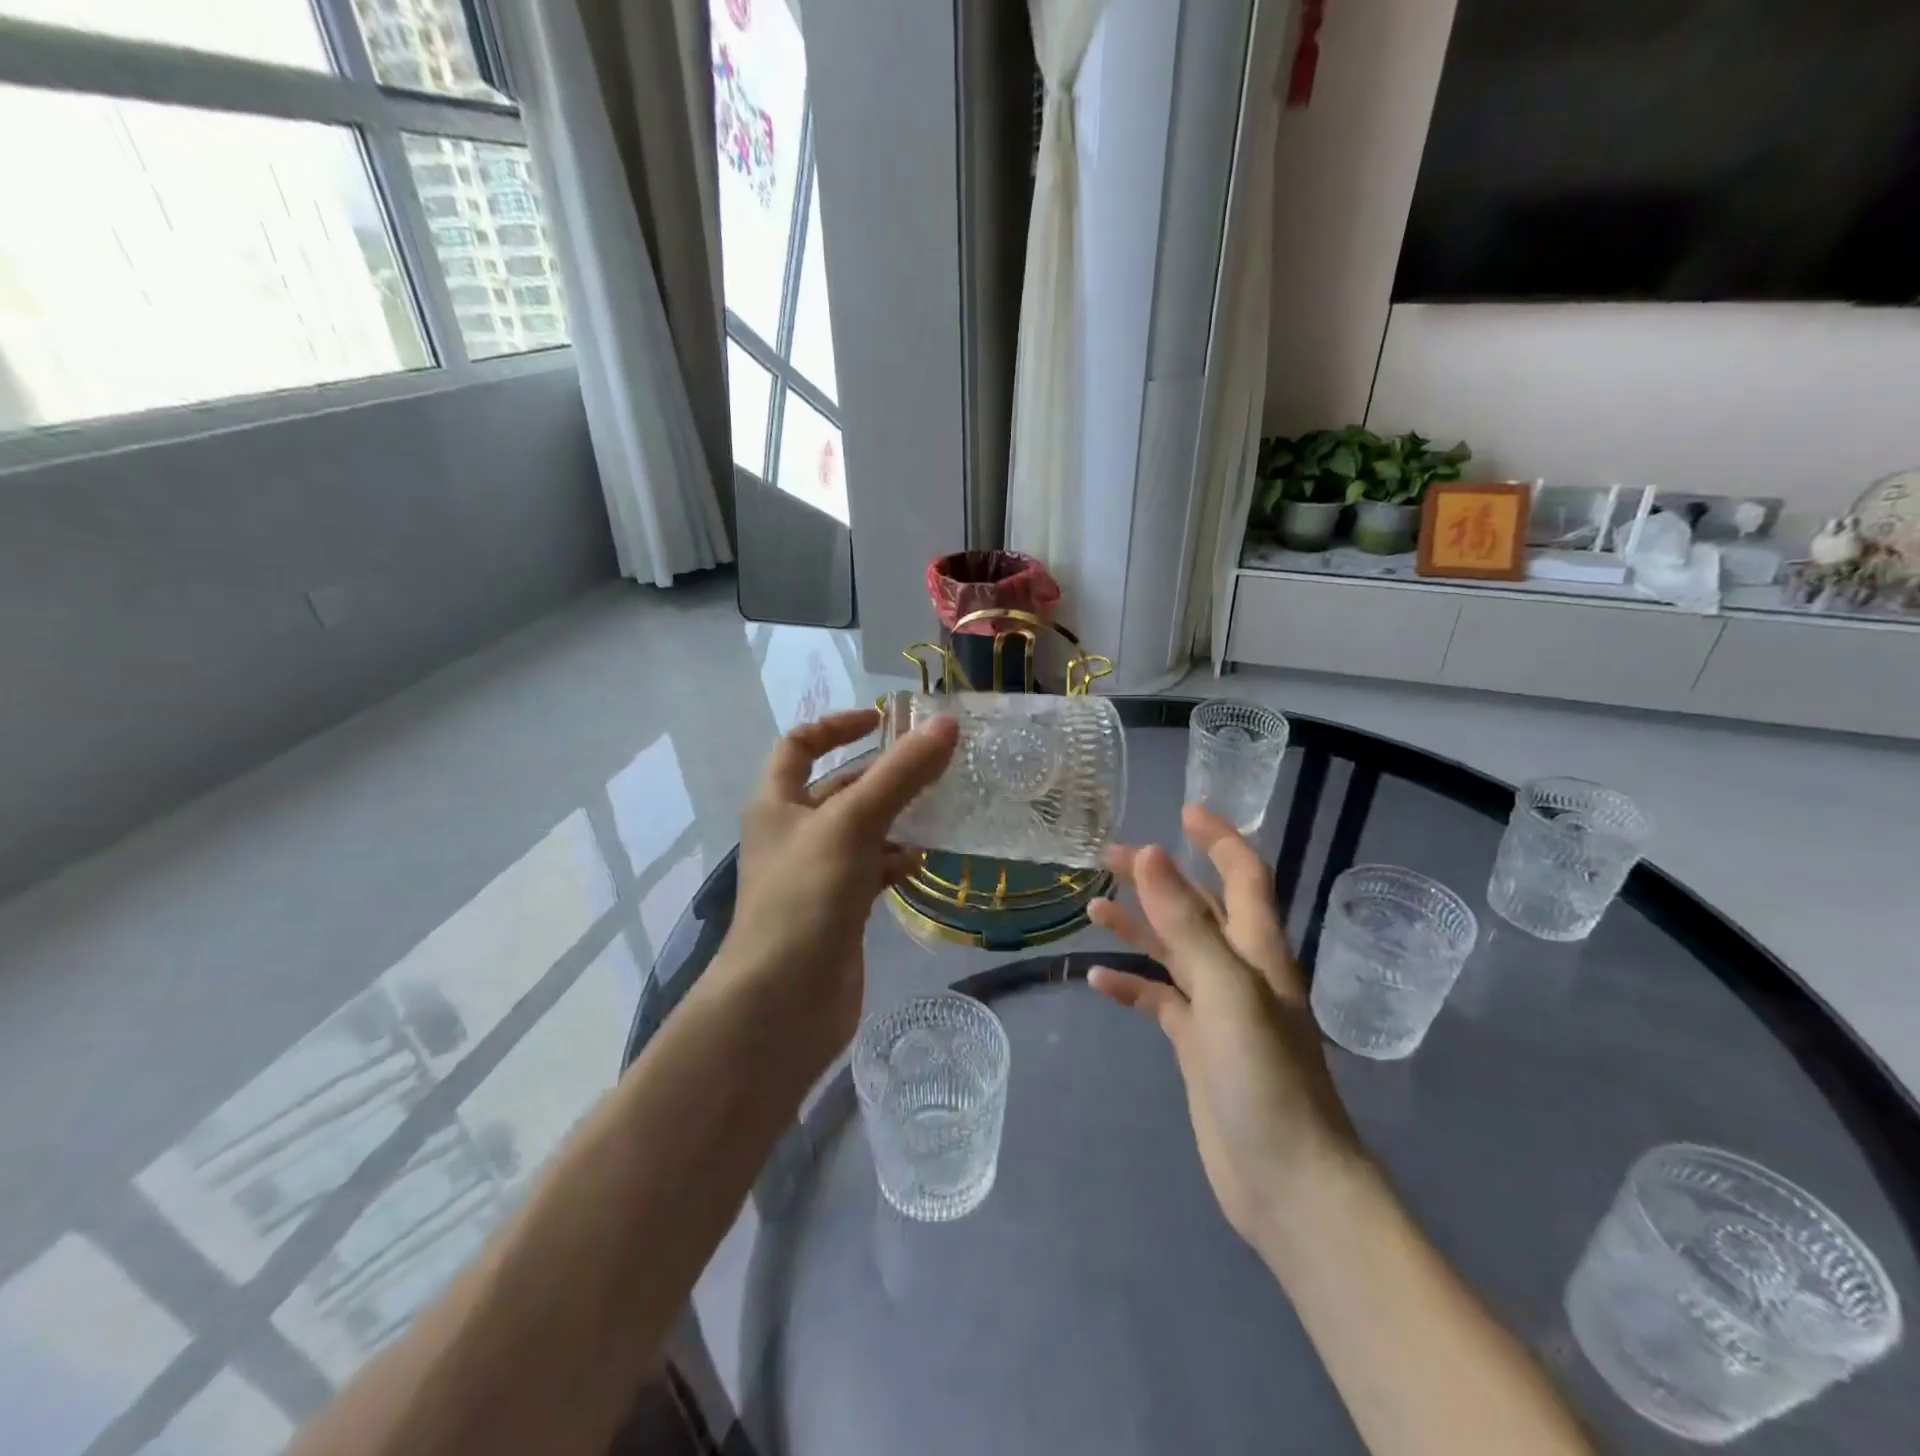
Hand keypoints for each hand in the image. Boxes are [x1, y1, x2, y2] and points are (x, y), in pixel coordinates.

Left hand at [717, 707, 957, 1065]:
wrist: (783, 1002)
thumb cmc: (806, 897)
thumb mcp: (853, 823)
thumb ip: (900, 774)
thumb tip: (946, 724)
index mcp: (777, 803)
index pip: (799, 745)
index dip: (836, 725)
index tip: (882, 720)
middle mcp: (792, 834)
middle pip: (838, 788)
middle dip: (881, 774)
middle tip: (932, 764)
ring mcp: (815, 875)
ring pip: (860, 831)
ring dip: (895, 817)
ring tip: (940, 808)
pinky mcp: (837, 911)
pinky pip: (870, 871)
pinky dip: (895, 861)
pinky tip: (924, 861)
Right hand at [1088, 806, 1363, 1251]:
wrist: (1288, 1184)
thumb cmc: (1266, 1080)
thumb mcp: (1226, 991)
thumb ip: (1187, 923)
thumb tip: (1151, 854)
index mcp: (1257, 951)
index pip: (1243, 876)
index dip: (1219, 840)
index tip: (1185, 811)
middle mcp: (1239, 971)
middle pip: (1196, 908)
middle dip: (1158, 878)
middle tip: (1108, 856)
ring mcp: (1217, 1010)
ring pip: (1173, 953)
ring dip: (1138, 927)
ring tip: (1093, 908)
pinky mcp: (1197, 1047)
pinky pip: (1159, 1002)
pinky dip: (1131, 987)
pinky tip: (1098, 981)